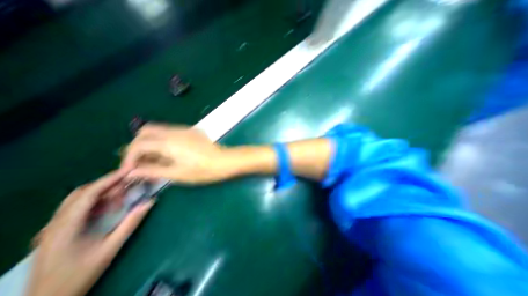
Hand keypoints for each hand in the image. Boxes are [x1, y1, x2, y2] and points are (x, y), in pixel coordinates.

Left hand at [26, 170, 153, 295]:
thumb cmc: (79, 275)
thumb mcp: (110, 248)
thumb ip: (131, 223)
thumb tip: (150, 202)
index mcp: (65, 227)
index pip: (88, 194)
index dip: (109, 180)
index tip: (128, 171)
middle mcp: (55, 223)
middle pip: (82, 193)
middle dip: (107, 185)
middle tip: (129, 185)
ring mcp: (53, 227)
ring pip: (79, 199)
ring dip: (102, 193)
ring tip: (121, 197)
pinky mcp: (57, 230)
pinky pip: (78, 208)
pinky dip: (96, 202)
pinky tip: (109, 208)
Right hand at [121, 124, 235, 184]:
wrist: (225, 161)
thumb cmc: (202, 171)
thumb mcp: (176, 174)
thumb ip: (152, 171)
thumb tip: (131, 172)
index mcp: (168, 143)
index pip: (138, 145)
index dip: (129, 158)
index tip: (130, 170)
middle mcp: (174, 131)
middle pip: (146, 131)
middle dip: (138, 146)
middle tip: (140, 162)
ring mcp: (185, 129)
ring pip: (159, 130)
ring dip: (151, 142)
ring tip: (154, 158)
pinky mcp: (193, 130)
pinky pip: (171, 131)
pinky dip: (164, 139)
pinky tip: (169, 152)